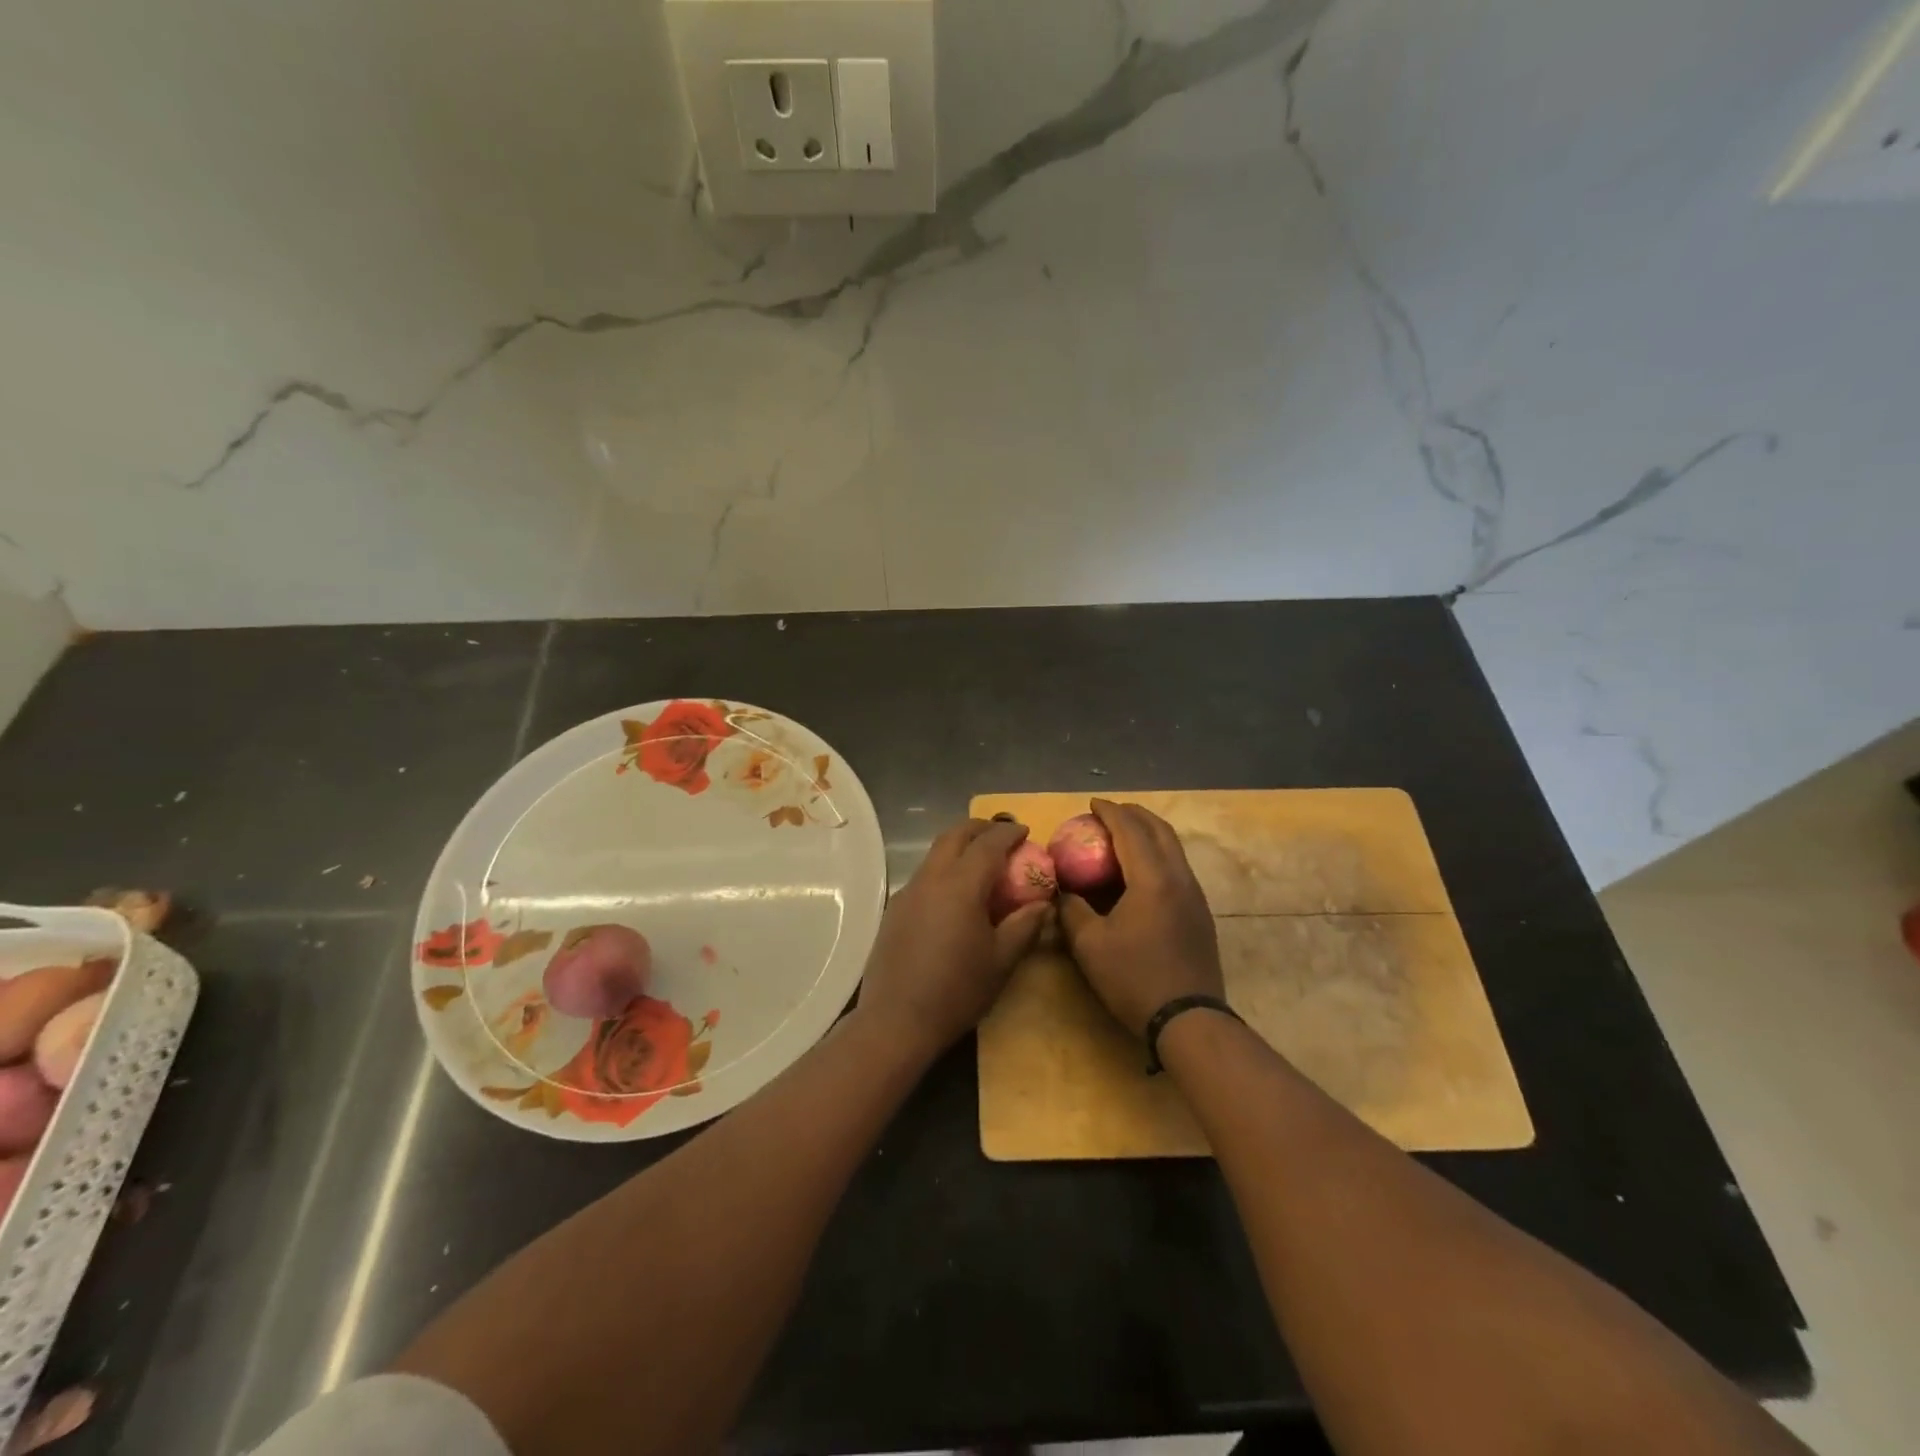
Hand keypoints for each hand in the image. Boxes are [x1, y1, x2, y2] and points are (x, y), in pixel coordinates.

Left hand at [856, 818, 1050, 1060]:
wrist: (895, 1022)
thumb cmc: (957, 991)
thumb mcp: (1001, 961)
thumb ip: (1024, 925)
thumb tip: (1043, 904)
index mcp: (960, 885)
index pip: (988, 843)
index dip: (1008, 833)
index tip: (1025, 831)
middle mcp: (930, 878)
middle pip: (954, 835)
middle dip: (980, 828)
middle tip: (1002, 834)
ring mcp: (907, 892)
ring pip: (935, 853)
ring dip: (959, 847)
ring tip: (981, 862)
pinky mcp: (894, 910)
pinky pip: (924, 875)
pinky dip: (944, 869)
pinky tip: (955, 895)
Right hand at [1058, 799, 1221, 1037]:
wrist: (1189, 1020)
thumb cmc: (1134, 979)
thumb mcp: (1089, 945)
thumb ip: (1072, 910)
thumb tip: (1063, 892)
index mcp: (1152, 879)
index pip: (1130, 830)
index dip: (1110, 812)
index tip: (1091, 804)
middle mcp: (1179, 878)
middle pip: (1160, 830)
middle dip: (1134, 814)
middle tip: (1108, 813)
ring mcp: (1195, 896)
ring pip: (1173, 848)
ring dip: (1148, 834)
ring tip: (1122, 837)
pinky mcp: (1200, 913)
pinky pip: (1177, 868)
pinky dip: (1157, 855)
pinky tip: (1139, 873)